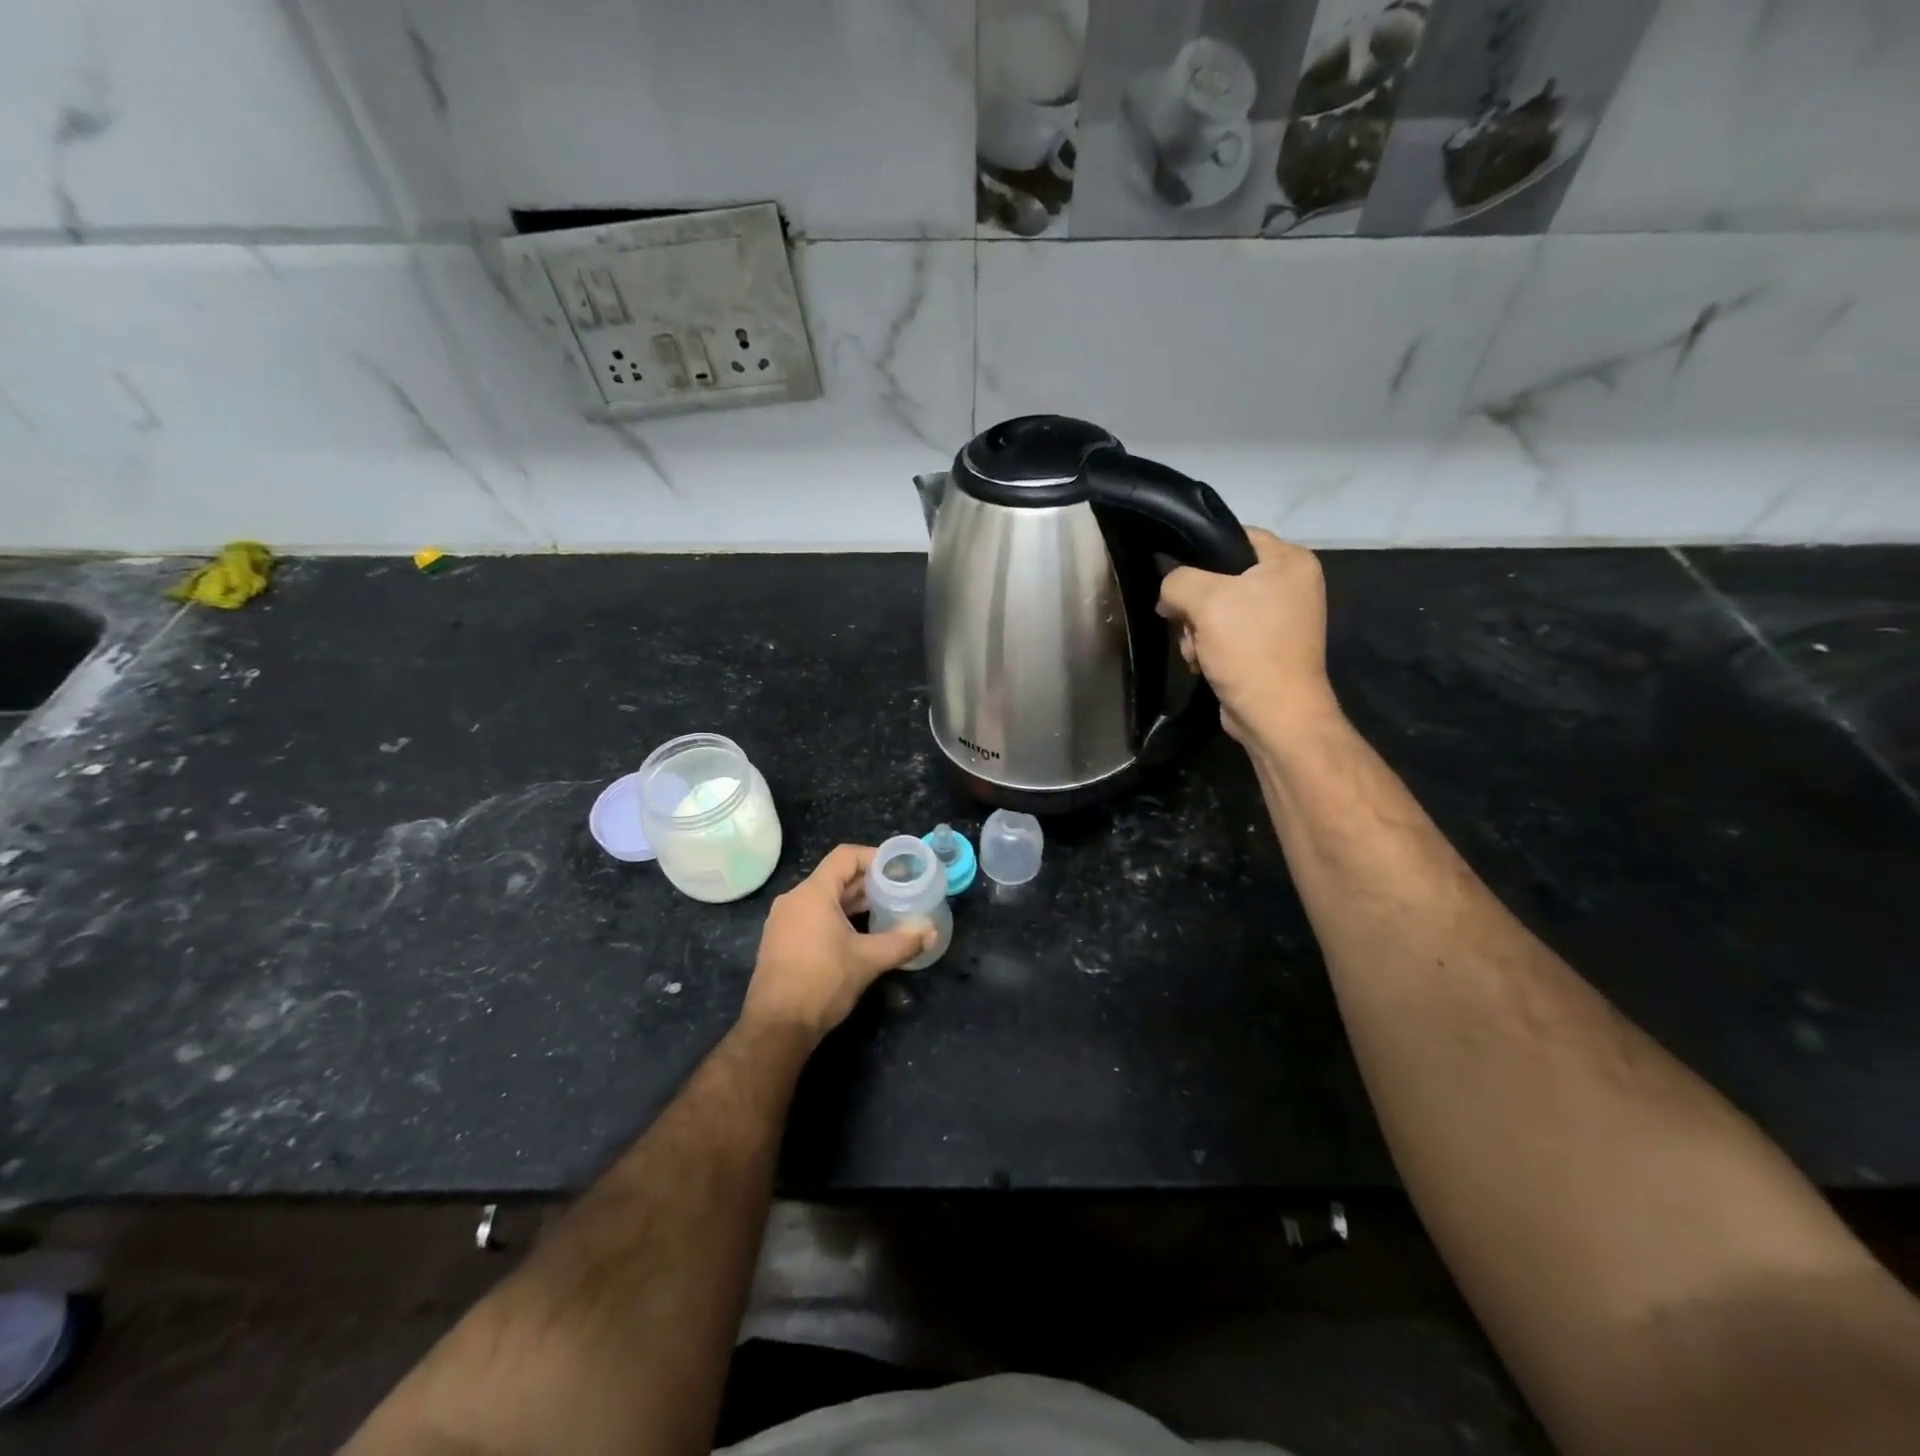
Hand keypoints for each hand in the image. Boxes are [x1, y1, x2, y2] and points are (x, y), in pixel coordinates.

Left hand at [740, 845, 933, 1043]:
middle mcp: (794, 900)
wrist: (777, 1028)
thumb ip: (902, 943)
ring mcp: (783, 921)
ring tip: (884, 910)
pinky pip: (813, 916)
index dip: (874, 856)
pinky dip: (837, 917)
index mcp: (812, 894)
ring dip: (854, 902)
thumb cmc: (822, 983)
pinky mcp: (781, 942)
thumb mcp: (868, 961)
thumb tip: (931, 931)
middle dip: (868, 882)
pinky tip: (858, 934)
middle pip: (835, 877)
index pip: (845, 857)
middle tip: (899, 890)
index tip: (899, 868)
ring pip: (824, 898)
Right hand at [1157, 527, 1337, 744]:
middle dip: (1194, 604)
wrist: (1274, 714)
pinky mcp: (1266, 647)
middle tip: (1185, 624)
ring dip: (1196, 630)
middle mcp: (1291, 585)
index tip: (1175, 577)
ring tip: (1194, 650)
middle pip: (1221, 576)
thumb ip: (1178, 580)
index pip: (1234, 536)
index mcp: (1290, 561)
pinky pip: (1226, 633)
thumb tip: (1169, 593)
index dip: (1199, 552)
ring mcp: (1280, 618)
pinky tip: (1202, 662)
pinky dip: (1208, 646)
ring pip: (1217, 608)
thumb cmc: (1249, 648)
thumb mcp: (1205, 601)